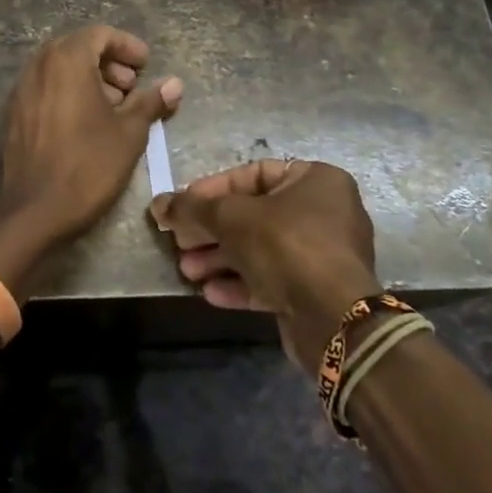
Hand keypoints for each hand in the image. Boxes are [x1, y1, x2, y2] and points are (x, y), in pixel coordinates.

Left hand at [0, 25, 182, 246]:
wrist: (35, 210)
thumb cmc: (88, 165)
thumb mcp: (129, 133)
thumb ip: (151, 101)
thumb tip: (174, 84)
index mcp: (66, 60)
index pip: (100, 35)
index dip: (127, 46)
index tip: (146, 66)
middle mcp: (39, 65)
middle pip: (78, 48)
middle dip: (109, 62)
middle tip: (132, 87)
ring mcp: (22, 89)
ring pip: (59, 68)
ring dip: (89, 78)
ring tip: (114, 107)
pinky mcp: (14, 113)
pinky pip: (45, 88)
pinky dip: (68, 92)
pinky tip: (87, 122)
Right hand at [151, 159, 382, 368]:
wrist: (333, 318)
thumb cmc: (285, 246)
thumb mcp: (230, 217)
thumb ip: (192, 208)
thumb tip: (158, 205)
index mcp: (316, 181)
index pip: (253, 174)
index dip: (213, 189)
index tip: (184, 206)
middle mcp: (325, 213)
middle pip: (253, 215)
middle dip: (211, 230)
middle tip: (180, 242)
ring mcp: (322, 256)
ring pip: (259, 249)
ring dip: (219, 259)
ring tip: (188, 271)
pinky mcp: (316, 291)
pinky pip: (272, 279)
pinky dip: (240, 283)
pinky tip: (210, 292)